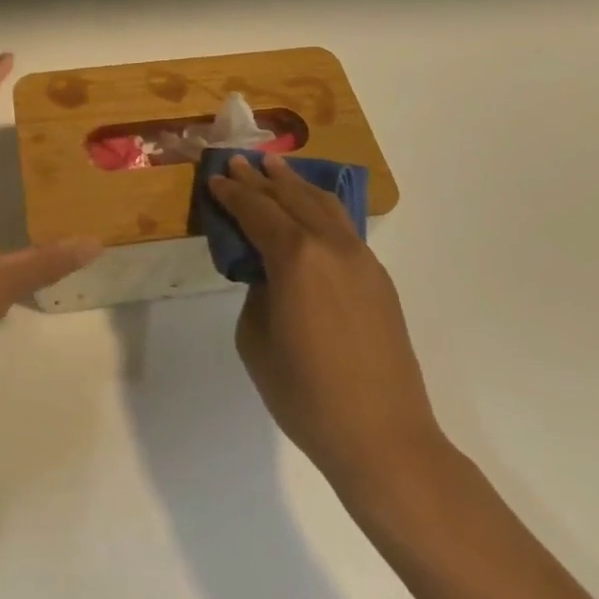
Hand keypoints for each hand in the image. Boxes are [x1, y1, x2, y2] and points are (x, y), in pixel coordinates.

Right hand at [207, 153, 446, 500]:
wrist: (382, 437)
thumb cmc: (306, 395)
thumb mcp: (256, 340)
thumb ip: (257, 292)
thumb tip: (269, 275)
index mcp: (295, 257)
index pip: (256, 211)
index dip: (232, 193)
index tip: (215, 178)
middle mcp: (329, 245)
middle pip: (289, 197)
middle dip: (260, 178)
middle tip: (239, 161)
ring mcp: (360, 258)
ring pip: (322, 203)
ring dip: (294, 183)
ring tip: (275, 166)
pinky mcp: (377, 276)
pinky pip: (343, 225)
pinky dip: (320, 206)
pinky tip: (311, 205)